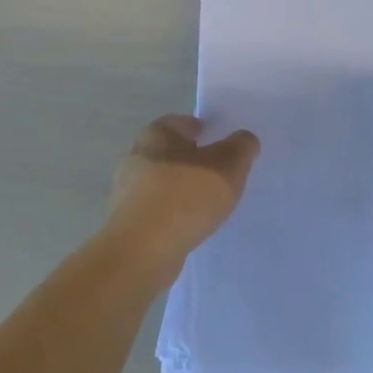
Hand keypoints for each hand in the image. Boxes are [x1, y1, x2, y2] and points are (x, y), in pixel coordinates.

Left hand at [108, 114, 259, 265]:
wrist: (144, 250)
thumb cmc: (186, 196)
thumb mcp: (228, 166)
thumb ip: (241, 147)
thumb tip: (245, 139)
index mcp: (156, 134)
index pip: (182, 122)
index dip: (204, 129)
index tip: (222, 142)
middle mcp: (137, 156)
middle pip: (172, 151)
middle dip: (194, 159)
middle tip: (221, 172)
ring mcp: (128, 190)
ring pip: (164, 181)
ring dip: (184, 187)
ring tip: (209, 202)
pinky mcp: (128, 220)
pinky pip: (159, 208)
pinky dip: (174, 211)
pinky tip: (191, 223)